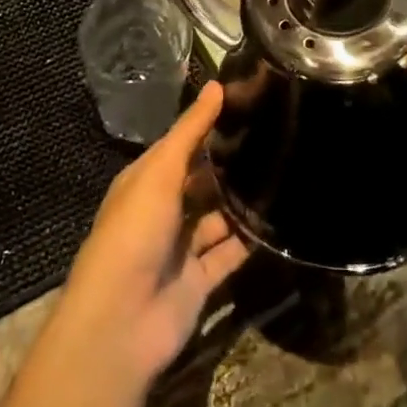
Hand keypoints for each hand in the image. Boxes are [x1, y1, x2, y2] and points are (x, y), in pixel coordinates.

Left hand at [53, 82, 250, 387]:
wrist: (121, 321)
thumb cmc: (134, 232)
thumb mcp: (160, 173)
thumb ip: (190, 132)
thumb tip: (216, 84)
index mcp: (145, 182)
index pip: (180, 146)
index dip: (208, 126)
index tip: (248, 103)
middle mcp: (163, 211)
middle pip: (201, 181)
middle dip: (230, 163)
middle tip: (276, 135)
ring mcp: (181, 247)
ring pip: (218, 217)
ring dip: (242, 201)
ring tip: (285, 171)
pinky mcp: (200, 280)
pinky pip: (230, 253)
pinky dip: (250, 240)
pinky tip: (280, 218)